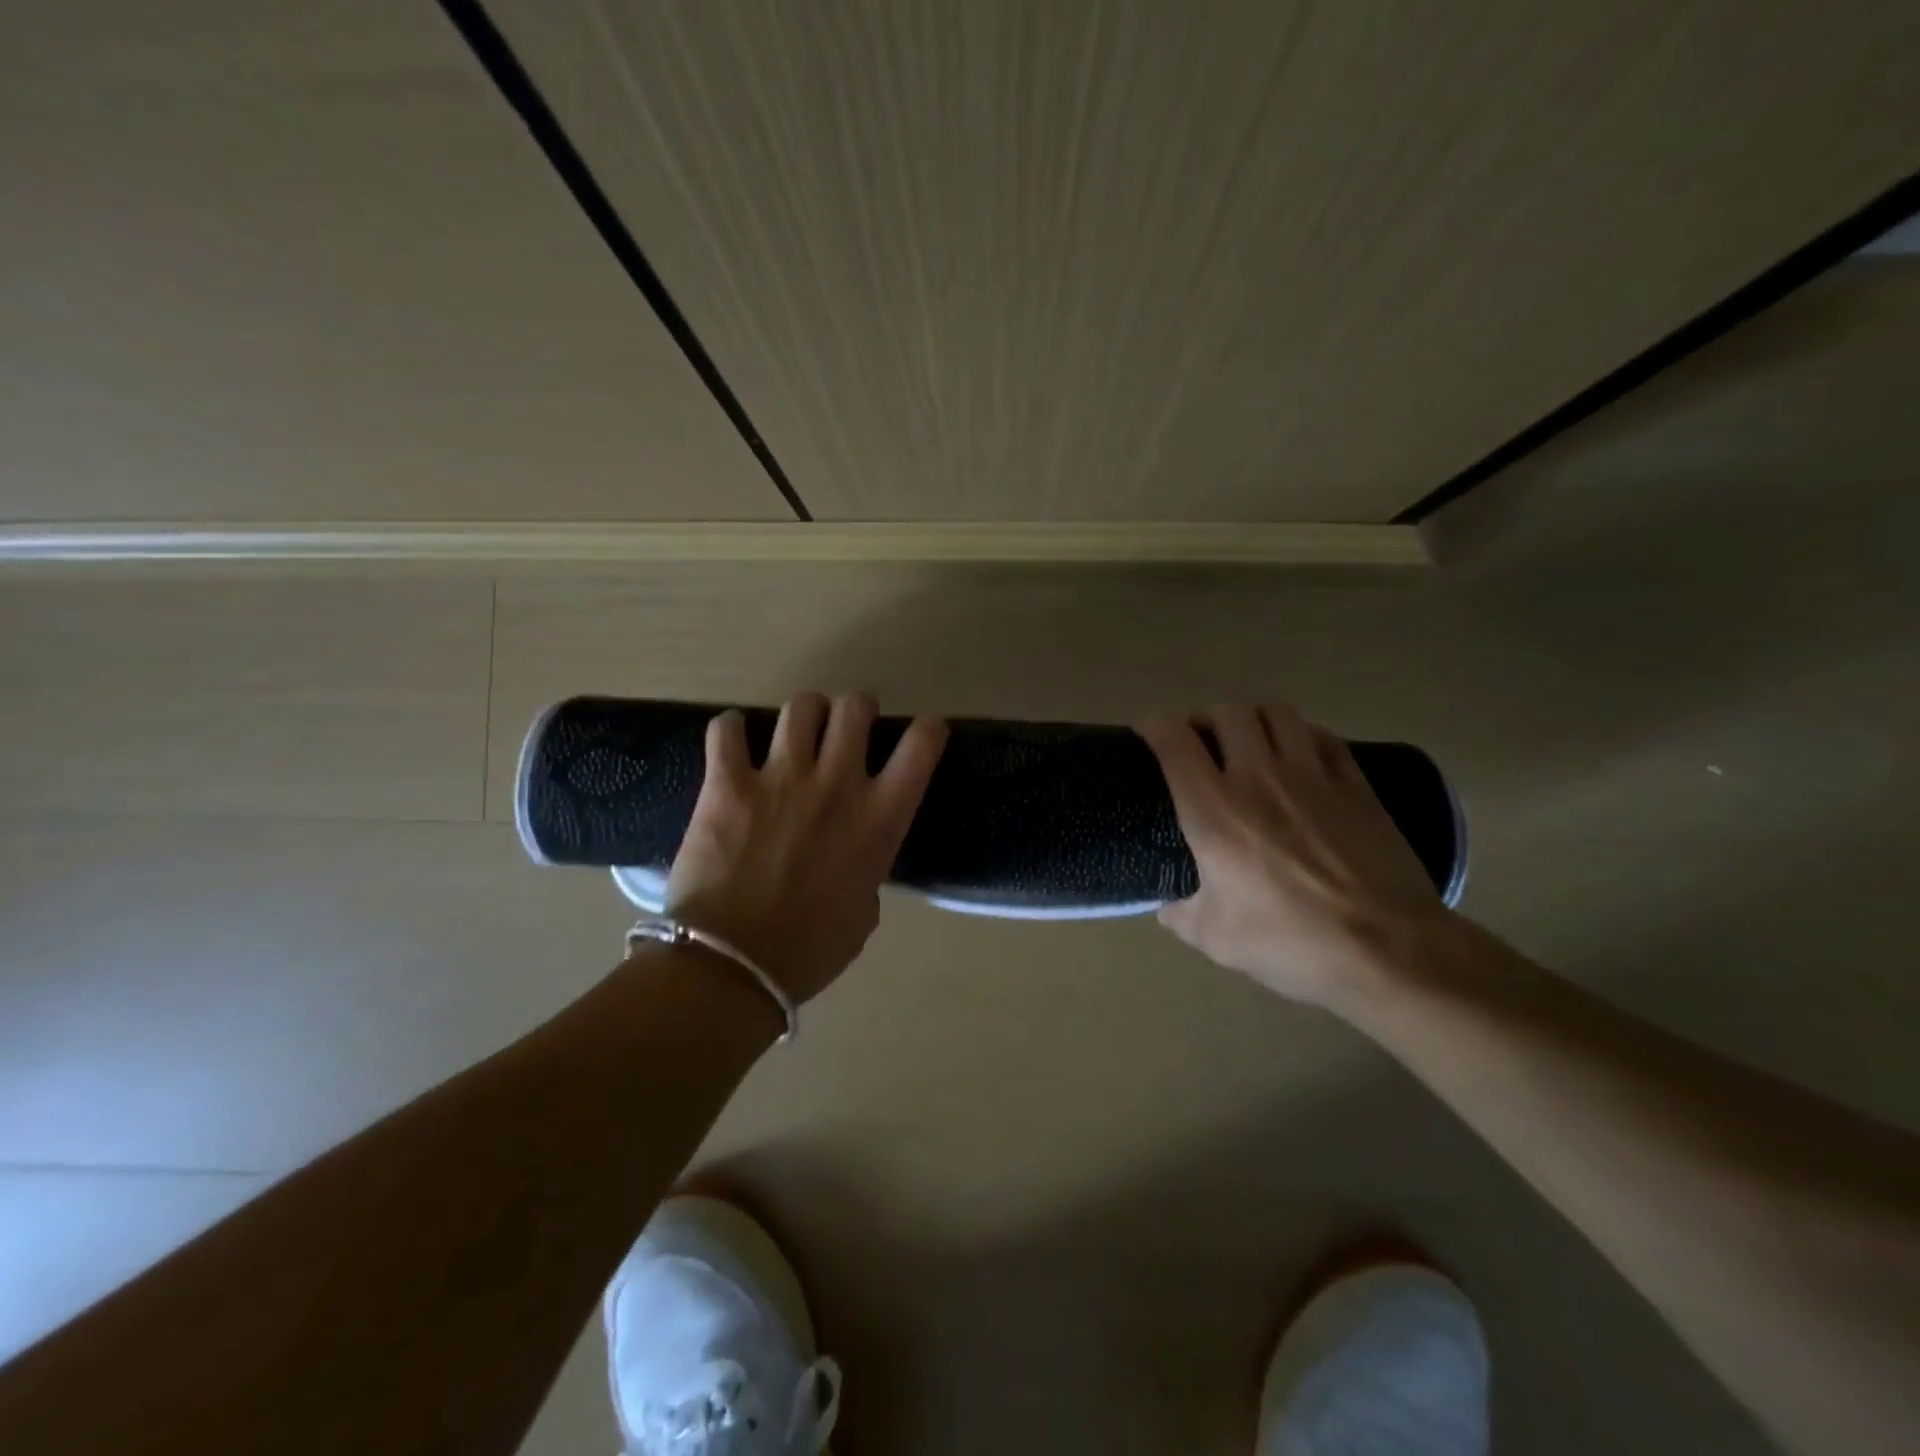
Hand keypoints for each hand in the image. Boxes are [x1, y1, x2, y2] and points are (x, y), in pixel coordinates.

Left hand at [664, 692, 946, 1003]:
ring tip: (795, 732)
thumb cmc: (809, 951)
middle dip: (855, 711)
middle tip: (845, 730)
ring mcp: (781, 777)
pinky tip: (734, 742)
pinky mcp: (728, 783)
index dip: (927, 730)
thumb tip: (854, 864)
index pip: (921, 746)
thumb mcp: (863, 916)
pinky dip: (731, 730)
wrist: (733, 965)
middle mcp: (837, 783)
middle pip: (854, 707)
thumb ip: (866, 875)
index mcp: (880, 818)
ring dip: (803, 714)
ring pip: (800, 706)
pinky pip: (727, 729)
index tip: (922, 733)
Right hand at [1138, 705, 1447, 1011]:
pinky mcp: (1355, 784)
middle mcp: (1258, 778)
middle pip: (1226, 714)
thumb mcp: (1216, 939)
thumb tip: (1168, 908)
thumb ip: (1181, 916)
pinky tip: (1299, 755)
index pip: (1174, 742)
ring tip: (1248, 741)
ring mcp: (1312, 775)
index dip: (1154, 727)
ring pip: (1276, 713)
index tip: (1147, 734)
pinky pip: (1321, 735)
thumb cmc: (1291, 942)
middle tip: (1200, 742)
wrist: (1389, 951)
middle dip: (1205, 719)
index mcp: (1213, 811)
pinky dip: (1300, 734)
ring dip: (1253, 719)